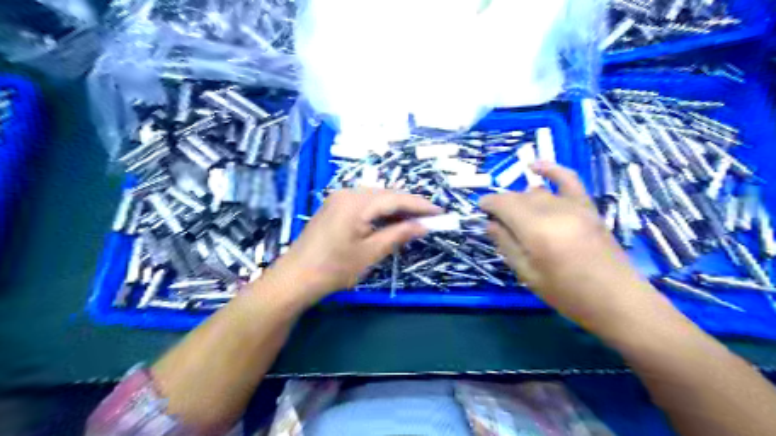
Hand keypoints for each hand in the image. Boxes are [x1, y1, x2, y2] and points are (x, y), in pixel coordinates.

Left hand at [263, 189, 438, 304]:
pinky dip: (380, 211)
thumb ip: (398, 234)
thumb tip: (424, 226)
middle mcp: (348, 193)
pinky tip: (390, 220)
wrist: (295, 278)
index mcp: (357, 202)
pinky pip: (364, 203)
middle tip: (430, 218)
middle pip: (386, 194)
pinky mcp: (334, 206)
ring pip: (376, 197)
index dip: (421, 205)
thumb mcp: (370, 253)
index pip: (396, 198)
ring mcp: (339, 198)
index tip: (441, 212)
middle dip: (409, 205)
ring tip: (415, 220)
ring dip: (396, 208)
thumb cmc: (334, 269)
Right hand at [483, 163, 656, 332]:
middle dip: (503, 204)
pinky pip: (568, 179)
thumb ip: (506, 245)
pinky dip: (551, 170)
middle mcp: (553, 211)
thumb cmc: (567, 294)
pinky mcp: (588, 207)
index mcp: (536, 230)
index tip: (480, 210)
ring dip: (521, 199)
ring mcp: (573, 206)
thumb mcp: (528, 275)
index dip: (488, 204)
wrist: (616, 299)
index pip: (503, 204)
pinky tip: (536, 166)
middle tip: (497, 222)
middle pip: (519, 197)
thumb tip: (490, 223)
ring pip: (537, 191)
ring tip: (516, 215)